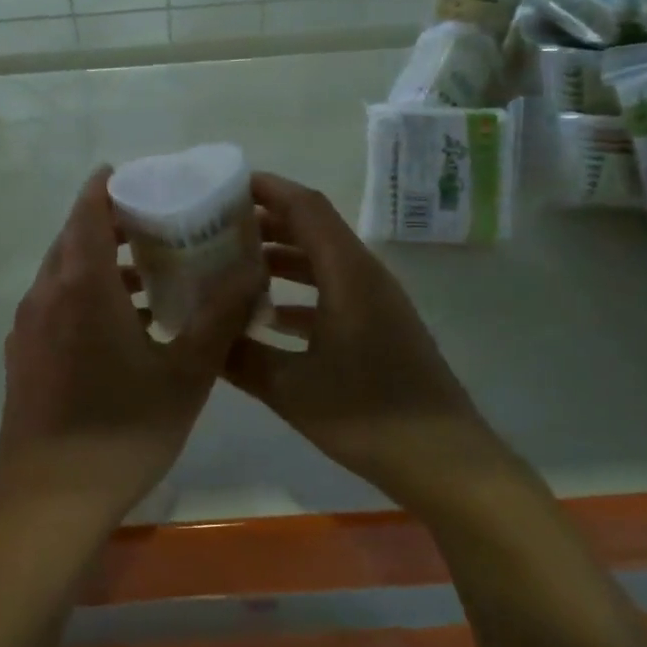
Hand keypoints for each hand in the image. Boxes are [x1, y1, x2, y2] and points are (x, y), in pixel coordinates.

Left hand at [0, 167, 259, 535]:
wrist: (50, 503)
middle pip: (73, 238)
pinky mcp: (22, 355)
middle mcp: (45, 295)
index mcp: (82, 286)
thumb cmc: (123, 431)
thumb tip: (251, 268)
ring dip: (99, 261)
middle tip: (156, 222)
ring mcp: (27, 327)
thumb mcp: (186, 373)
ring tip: (148, 273)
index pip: (88, 212)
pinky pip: (53, 303)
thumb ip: (220, 315)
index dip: (108, 187)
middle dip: (110, 222)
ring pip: (61, 272)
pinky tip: (120, 323)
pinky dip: (83, 292)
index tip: (138, 177)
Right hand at [225, 173, 505, 506]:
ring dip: (281, 256)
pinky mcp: (380, 327)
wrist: (445, 461)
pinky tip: (268, 317)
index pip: (306, 206)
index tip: (225, 185)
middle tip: (217, 226)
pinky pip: (333, 291)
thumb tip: (201, 335)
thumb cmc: (368, 415)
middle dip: (266, 221)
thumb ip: (241, 357)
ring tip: (233, 264)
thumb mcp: (291, 389)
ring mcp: (376, 302)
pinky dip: (299, 292)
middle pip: (313, 228)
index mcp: (347, 273)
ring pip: (322, 261)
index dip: (267, 189)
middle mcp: (364, 275)